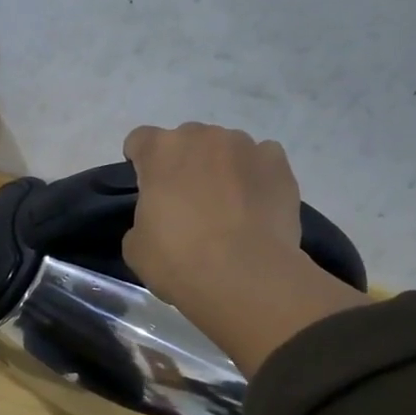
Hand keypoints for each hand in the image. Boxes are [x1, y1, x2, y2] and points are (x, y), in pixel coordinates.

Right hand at [122, 122, 366, 374]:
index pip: (140, 140)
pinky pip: (261, 160)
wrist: (245, 277)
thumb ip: (142, 219)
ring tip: (226, 206)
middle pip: (186, 140)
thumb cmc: (179, 260)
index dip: (139, 162)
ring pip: (225, 149)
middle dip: (183, 163)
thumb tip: (158, 219)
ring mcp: (245, 147)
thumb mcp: (136, 247)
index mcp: (161, 151)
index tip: (145, 186)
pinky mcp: (279, 164)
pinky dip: (255, 176)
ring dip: (220, 168)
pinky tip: (254, 205)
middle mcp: (203, 137)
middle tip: (185, 201)